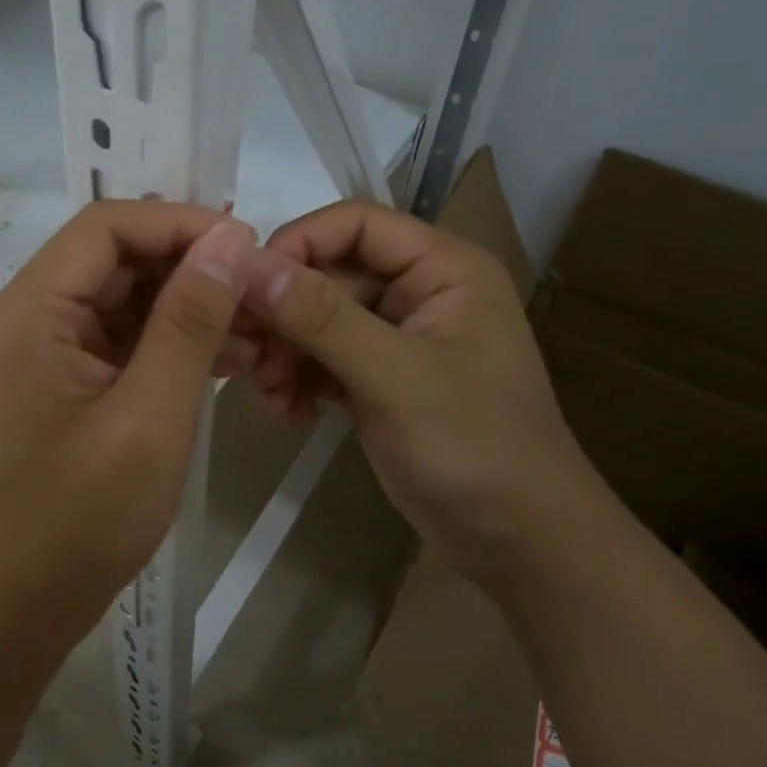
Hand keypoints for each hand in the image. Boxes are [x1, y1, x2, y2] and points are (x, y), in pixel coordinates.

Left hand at [0, 202, 259, 639]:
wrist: (23, 606)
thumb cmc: (83, 517)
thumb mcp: (151, 414)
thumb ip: (189, 321)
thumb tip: (227, 239)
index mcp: (29, 310)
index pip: (106, 228)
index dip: (178, 223)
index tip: (245, 242)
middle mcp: (28, 317)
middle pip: (115, 260)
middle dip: (190, 268)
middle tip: (260, 289)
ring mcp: (44, 352)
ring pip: (124, 300)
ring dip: (188, 307)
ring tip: (256, 328)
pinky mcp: (64, 383)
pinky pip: (122, 341)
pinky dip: (171, 343)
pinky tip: (227, 358)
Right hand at [245, 202, 594, 582]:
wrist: (519, 543)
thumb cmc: (474, 448)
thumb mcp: (395, 377)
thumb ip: (322, 317)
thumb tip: (247, 264)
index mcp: (443, 268)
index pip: (355, 223)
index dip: (297, 245)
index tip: (248, 289)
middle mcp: (419, 292)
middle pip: (329, 274)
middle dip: (284, 316)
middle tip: (246, 357)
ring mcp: (398, 338)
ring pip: (318, 320)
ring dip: (285, 353)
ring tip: (271, 397)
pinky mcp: (380, 379)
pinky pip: (324, 359)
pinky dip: (300, 381)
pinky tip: (291, 416)